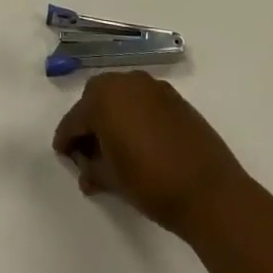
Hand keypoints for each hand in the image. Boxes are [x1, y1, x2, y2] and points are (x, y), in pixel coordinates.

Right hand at [53, 71, 248, 238]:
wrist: (209, 190)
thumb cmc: (150, 183)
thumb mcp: (112, 180)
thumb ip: (92, 170)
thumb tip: (85, 170)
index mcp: (103, 98)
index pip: (74, 120)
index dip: (66, 140)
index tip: (63, 156)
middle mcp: (125, 82)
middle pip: (96, 99)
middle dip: (89, 122)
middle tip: (89, 151)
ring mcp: (153, 86)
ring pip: (121, 96)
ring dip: (113, 115)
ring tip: (115, 147)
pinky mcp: (174, 97)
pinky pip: (144, 101)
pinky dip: (136, 115)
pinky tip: (140, 141)